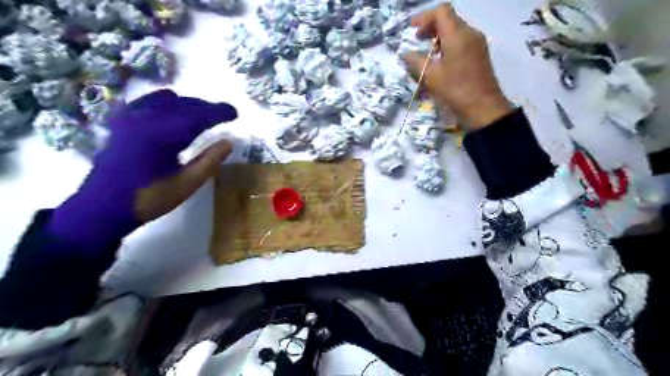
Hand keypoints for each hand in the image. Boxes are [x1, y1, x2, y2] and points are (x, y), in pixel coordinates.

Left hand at [47, 89, 233, 247]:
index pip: (197, 115)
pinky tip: (171, 108)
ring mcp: (129, 118)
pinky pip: (146, 102)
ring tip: (203, 112)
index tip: (235, 113)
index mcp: (162, 135)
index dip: (218, 112)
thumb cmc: (149, 198)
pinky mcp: (121, 122)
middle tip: (224, 113)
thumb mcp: (187, 184)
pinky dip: (165, 102)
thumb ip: (209, 161)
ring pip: (165, 100)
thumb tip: (228, 142)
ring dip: (188, 104)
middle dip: (206, 106)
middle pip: (183, 104)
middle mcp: (145, 119)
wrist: (102, 206)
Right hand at [402, 3, 513, 130]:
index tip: (411, 29)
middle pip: (449, 19)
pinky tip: (439, 60)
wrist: (483, 108)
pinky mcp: (479, 55)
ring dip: (439, 36)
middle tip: (416, 39)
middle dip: (431, 26)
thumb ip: (415, 62)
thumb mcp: (430, 77)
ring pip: (456, 30)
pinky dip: (448, 45)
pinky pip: (461, 42)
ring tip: (425, 51)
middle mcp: (470, 34)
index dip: (424, 17)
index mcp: (458, 35)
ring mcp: (477, 44)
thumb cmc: (455, 90)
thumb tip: (405, 54)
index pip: (441, 12)